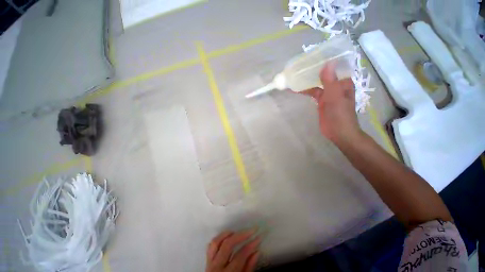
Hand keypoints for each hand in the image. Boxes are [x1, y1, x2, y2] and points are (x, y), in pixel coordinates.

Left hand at [205, 230, 260, 271]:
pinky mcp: (207, 261)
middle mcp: (217, 267)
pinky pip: (210, 246)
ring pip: (216, 242)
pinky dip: (218, 239)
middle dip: (241, 235)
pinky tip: (226, 236)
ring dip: (227, 234)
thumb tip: (256, 251)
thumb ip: (249, 268)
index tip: (258, 237)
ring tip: (237, 231)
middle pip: (227, 245)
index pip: (240, 256)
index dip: (251, 245)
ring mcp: (210, 263)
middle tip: (251, 230)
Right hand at [301, 64, 361, 144]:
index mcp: (343, 82)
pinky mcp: (321, 101)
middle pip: (324, 74)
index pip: (335, 66)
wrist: (338, 133)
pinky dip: (305, 90)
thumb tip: (327, 63)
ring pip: (317, 83)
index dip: (325, 60)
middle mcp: (336, 85)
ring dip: (307, 80)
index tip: (313, 55)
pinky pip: (312, 92)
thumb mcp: (335, 97)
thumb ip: (330, 82)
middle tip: (300, 64)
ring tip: (295, 75)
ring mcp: (328, 93)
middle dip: (313, 69)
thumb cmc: (340, 115)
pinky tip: (296, 89)